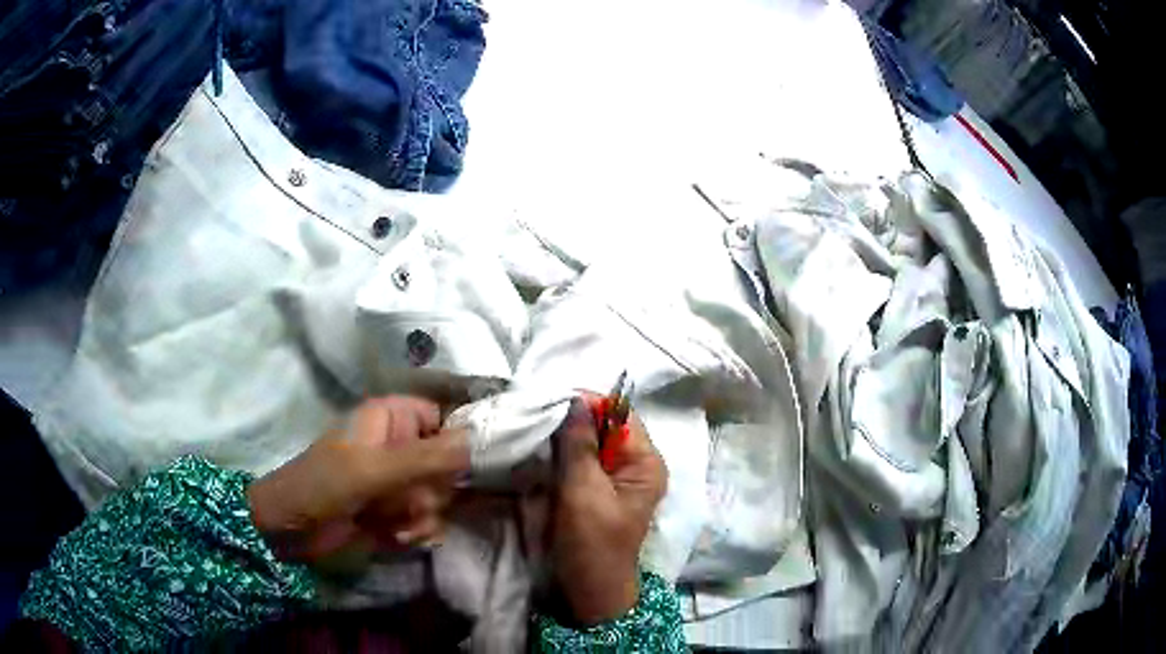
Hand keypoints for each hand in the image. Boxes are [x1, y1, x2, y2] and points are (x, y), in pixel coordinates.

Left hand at [248, 396, 468, 562]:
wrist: (291, 529)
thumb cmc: (323, 486)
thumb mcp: (372, 469)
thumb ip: (425, 457)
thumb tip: (479, 441)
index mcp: (391, 419)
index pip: (443, 420)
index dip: (457, 443)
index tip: (464, 470)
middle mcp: (399, 446)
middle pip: (446, 465)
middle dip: (433, 492)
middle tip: (412, 503)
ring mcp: (398, 481)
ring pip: (439, 497)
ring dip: (424, 516)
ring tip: (399, 526)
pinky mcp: (396, 511)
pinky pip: (428, 519)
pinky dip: (417, 531)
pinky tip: (398, 538)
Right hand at [548, 395, 667, 625]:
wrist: (589, 591)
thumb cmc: (592, 543)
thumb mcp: (584, 492)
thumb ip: (579, 445)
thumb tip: (574, 399)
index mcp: (646, 463)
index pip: (621, 415)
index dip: (589, 405)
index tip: (550, 402)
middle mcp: (635, 465)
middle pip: (605, 427)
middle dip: (572, 420)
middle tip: (536, 415)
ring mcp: (615, 479)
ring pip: (589, 443)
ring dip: (563, 438)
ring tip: (533, 430)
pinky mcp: (596, 490)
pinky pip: (579, 461)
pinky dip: (561, 454)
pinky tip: (539, 451)